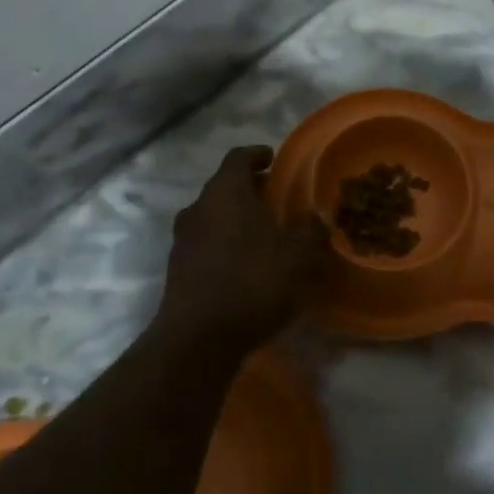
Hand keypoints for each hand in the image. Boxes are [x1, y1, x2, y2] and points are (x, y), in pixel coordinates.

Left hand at [156, 146, 331, 357]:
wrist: (197, 338)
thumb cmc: (253, 281)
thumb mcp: (299, 255)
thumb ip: (311, 230)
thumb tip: (316, 215)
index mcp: (226, 191)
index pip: (238, 157)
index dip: (257, 155)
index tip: (273, 159)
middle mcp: (198, 208)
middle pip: (223, 187)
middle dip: (249, 189)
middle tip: (275, 198)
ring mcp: (183, 240)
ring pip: (212, 216)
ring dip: (235, 219)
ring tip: (262, 235)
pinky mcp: (177, 271)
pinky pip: (205, 245)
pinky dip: (224, 246)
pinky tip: (244, 266)